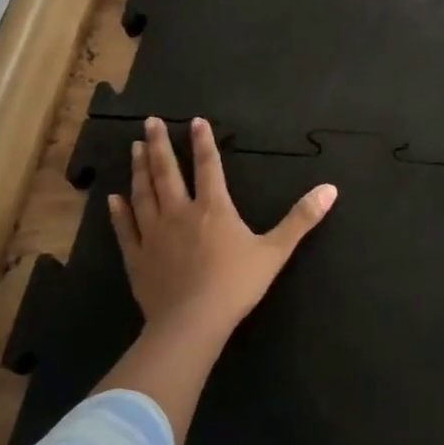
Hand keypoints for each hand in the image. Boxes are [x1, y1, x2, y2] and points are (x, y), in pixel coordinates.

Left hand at [108, 116, 337, 342]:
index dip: (203, 142)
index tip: (195, 120)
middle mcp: (179, 213)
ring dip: (138, 169)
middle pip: (167, 172)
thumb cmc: (236, 285)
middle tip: (149, 121)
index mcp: (214, 208)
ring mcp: (153, 234)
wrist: (192, 323)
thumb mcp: (275, 251)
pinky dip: (118, 212)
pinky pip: (125, 229)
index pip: (208, 166)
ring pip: (143, 193)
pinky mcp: (137, 258)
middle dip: (158, 144)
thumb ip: (301, 218)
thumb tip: (330, 189)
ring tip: (133, 147)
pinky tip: (112, 199)